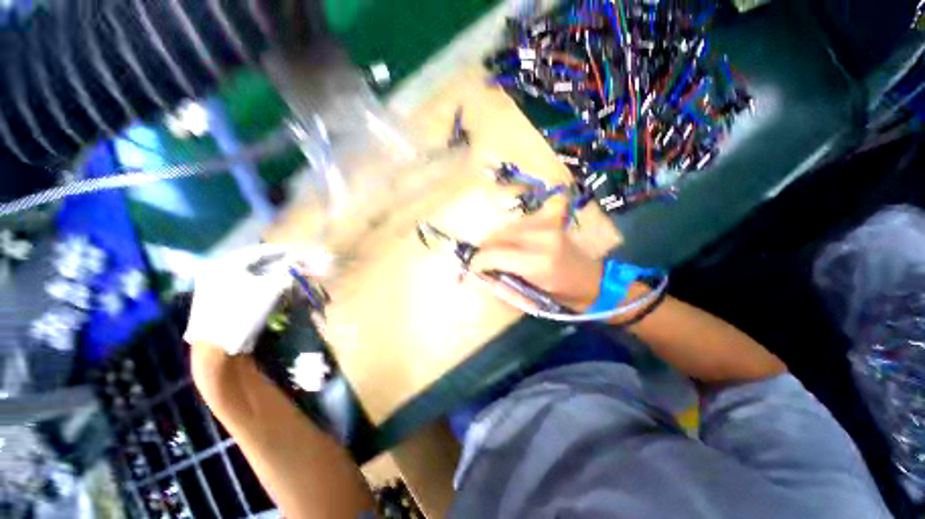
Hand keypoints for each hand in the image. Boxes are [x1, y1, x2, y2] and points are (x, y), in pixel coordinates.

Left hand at [184, 243, 301, 355]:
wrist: (217, 347)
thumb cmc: (243, 313)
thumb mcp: (270, 290)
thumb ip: (287, 273)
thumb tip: (299, 263)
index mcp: (225, 265)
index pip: (257, 252)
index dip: (278, 250)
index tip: (294, 250)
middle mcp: (216, 272)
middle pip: (252, 263)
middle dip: (275, 264)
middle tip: (291, 264)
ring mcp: (213, 287)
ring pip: (247, 275)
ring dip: (268, 275)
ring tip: (285, 276)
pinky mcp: (215, 300)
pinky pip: (241, 285)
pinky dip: (258, 284)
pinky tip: (270, 288)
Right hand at [469, 197, 602, 310]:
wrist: (590, 280)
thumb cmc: (560, 295)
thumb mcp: (527, 296)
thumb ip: (500, 281)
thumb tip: (478, 273)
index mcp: (537, 262)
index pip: (494, 254)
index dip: (478, 261)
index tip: (471, 269)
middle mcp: (541, 237)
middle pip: (497, 236)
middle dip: (484, 250)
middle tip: (480, 263)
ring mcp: (546, 225)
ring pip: (505, 228)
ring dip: (494, 241)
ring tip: (492, 255)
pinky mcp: (548, 221)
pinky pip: (517, 223)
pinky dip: (507, 234)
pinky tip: (508, 244)